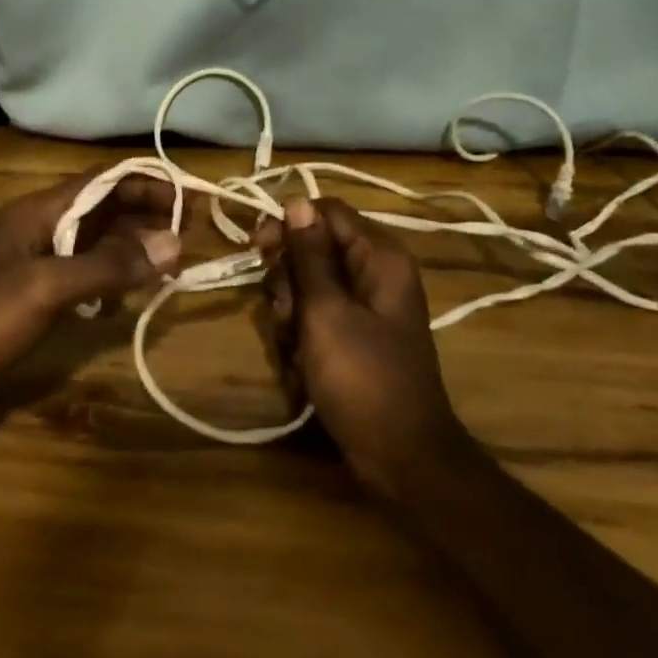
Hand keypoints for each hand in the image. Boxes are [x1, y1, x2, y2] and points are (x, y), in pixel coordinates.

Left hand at [0, 173, 181, 404]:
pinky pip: (84, 271)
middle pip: (103, 206)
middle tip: (187, 236)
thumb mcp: (48, 287)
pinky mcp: (37, 292)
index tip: (187, 198)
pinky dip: (110, 276)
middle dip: (144, 215)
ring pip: (96, 239)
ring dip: (131, 246)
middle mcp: (42, 226)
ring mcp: (38, 260)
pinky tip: (127, 297)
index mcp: (41, 211)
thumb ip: (108, 265)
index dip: (145, 182)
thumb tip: (173, 243)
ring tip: (168, 264)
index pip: (103, 180)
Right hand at [256, 197, 472, 498]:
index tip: (258, 251)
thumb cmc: (363, 378)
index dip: (288, 225)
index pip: (325, 212)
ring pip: (306, 286)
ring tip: (296, 350)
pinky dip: (300, 339)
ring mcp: (364, 307)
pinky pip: (314, 318)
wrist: (399, 455)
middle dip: (288, 282)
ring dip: (289, 315)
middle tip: (287, 316)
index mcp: (379, 257)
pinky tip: (302, 367)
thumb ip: (309, 256)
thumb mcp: (326, 312)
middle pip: (311, 250)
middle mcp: (373, 273)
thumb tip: (296, 201)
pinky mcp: (353, 336)